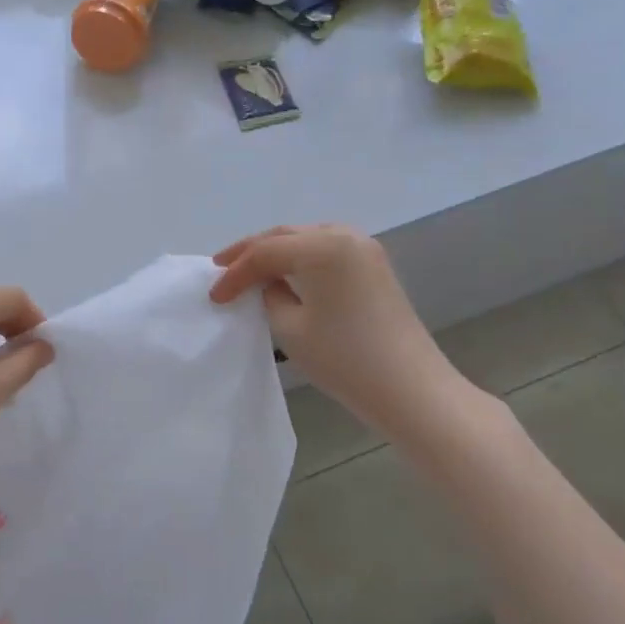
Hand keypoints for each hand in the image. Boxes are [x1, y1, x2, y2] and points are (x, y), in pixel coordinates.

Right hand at [211, 225, 481, 445]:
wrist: (410, 388)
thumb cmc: (344, 358)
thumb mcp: (290, 327)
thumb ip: (269, 295)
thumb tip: (268, 284)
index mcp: (322, 246)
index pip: (264, 252)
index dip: (235, 273)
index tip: (214, 297)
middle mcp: (344, 235)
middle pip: (285, 235)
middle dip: (250, 252)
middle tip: (220, 268)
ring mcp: (364, 249)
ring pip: (305, 239)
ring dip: (275, 252)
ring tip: (247, 268)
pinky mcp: (374, 266)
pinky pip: (325, 251)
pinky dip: (299, 259)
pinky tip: (284, 274)